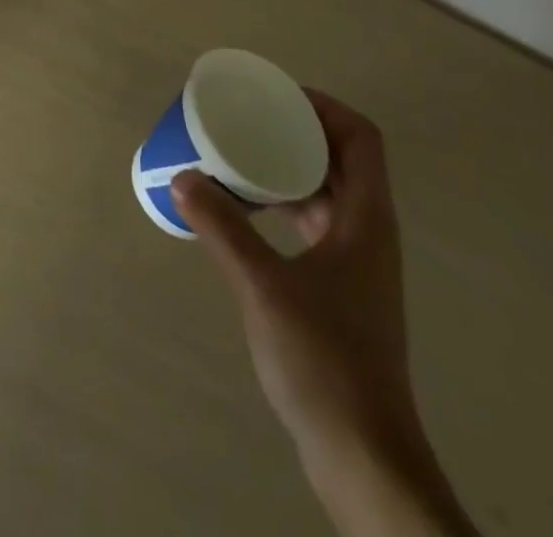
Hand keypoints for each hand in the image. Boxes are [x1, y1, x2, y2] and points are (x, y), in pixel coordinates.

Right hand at [174, 94, 476, 535]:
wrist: (363, 456)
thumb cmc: (324, 360)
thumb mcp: (263, 285)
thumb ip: (222, 228)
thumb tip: (183, 177)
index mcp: (366, 218)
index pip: (361, 137)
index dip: (323, 106)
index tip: (276, 96)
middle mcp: (369, 232)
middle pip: (342, 159)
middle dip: (298, 131)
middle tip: (249, 119)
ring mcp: (358, 264)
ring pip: (328, 193)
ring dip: (289, 169)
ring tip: (241, 157)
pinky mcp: (343, 291)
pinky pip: (315, 225)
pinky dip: (285, 206)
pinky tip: (249, 213)